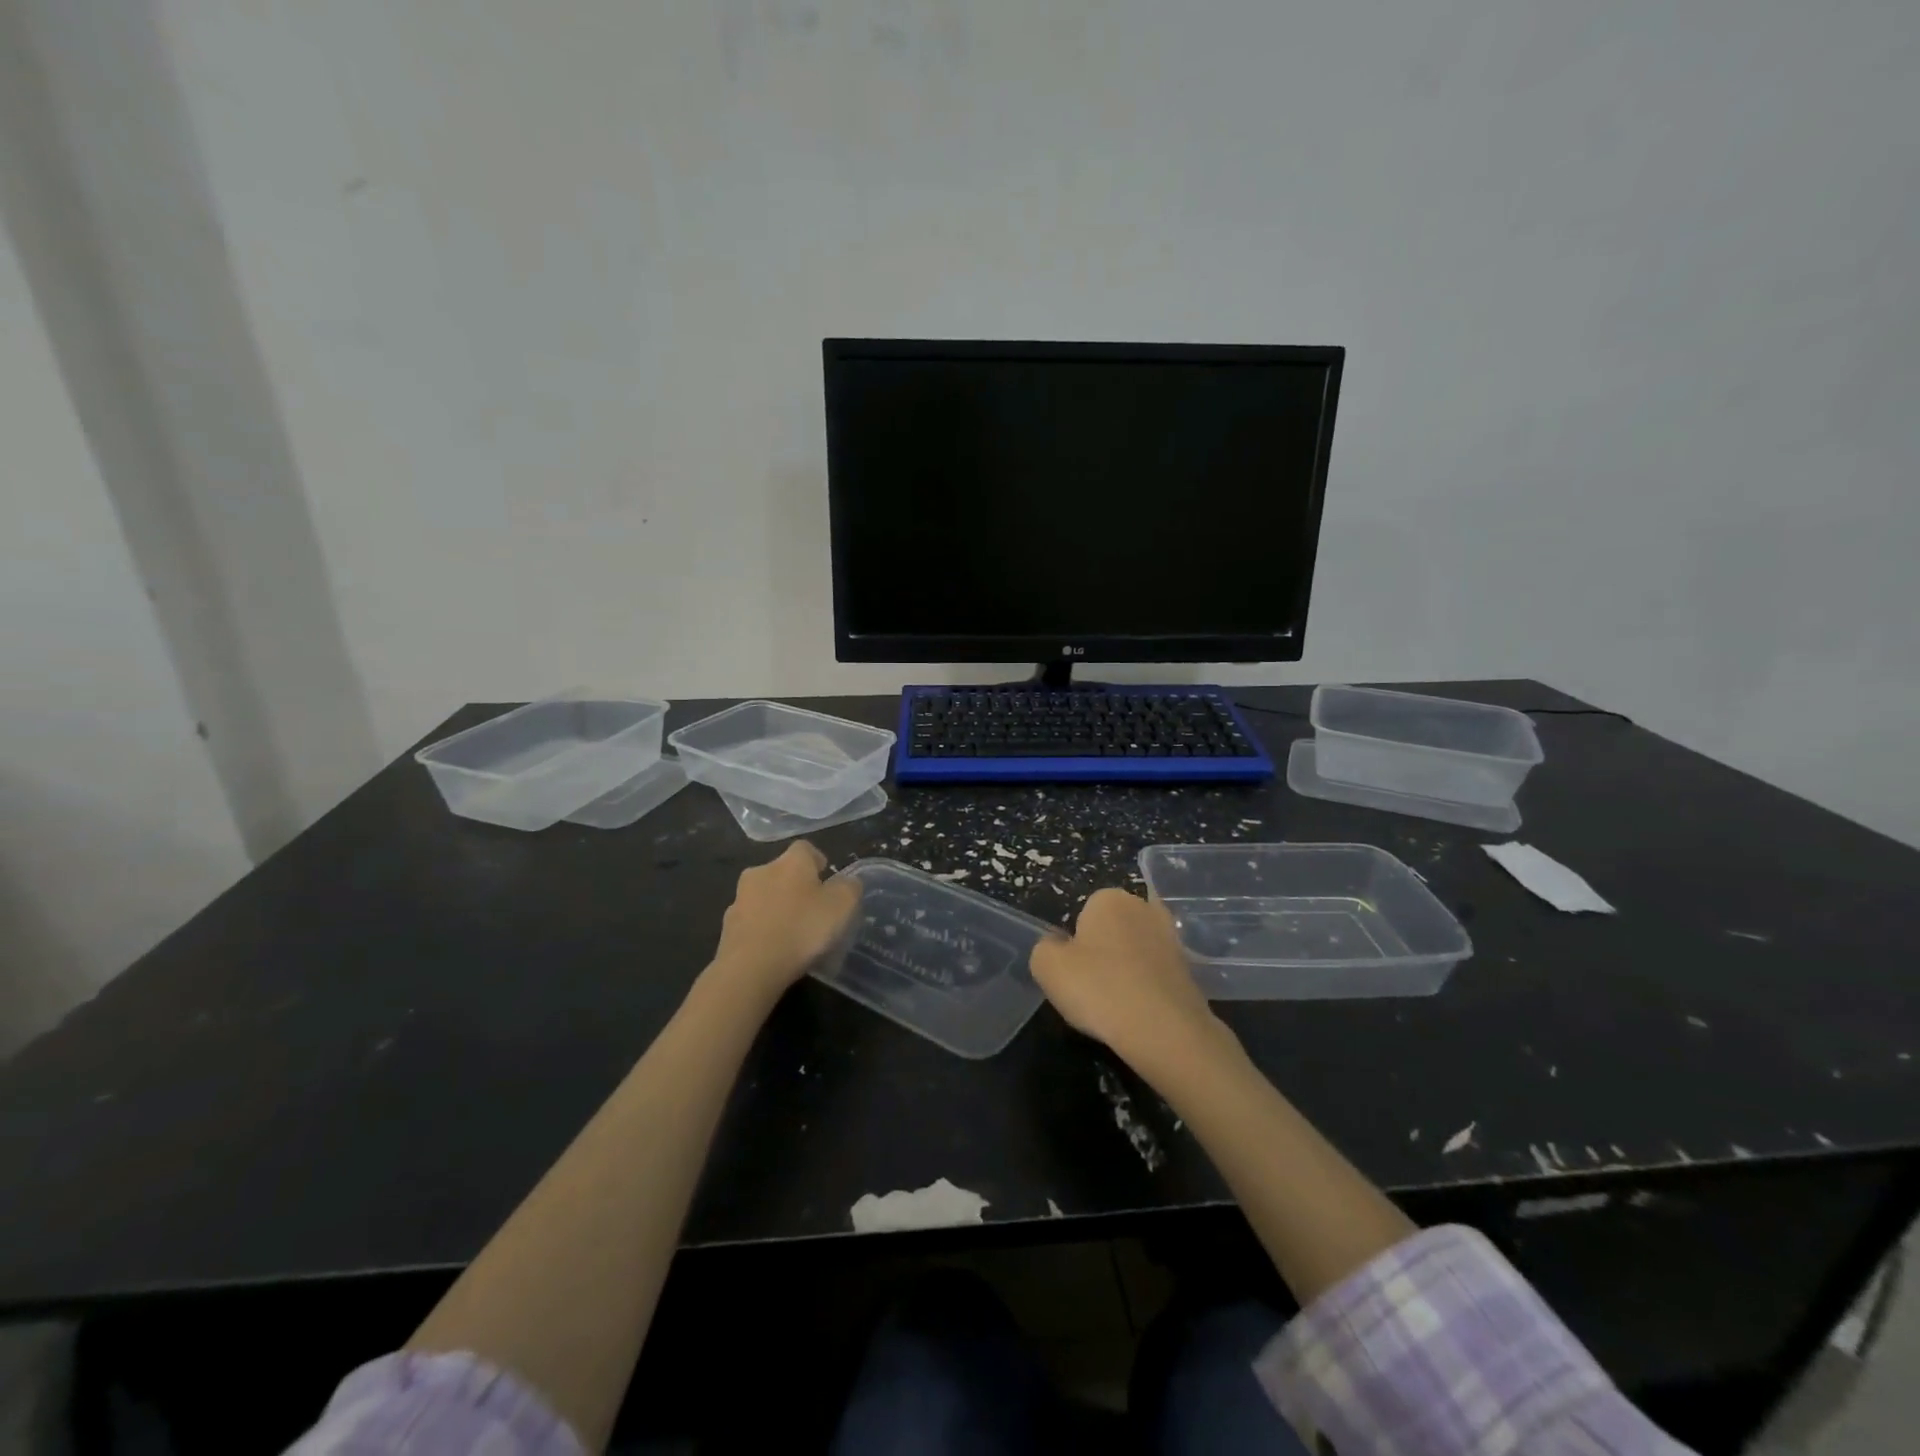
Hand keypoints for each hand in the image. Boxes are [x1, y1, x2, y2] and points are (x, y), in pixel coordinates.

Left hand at [710, 841, 861, 1004]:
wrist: (750, 967)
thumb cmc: (802, 928)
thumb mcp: (842, 906)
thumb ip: (849, 888)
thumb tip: (847, 882)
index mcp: (791, 861)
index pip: (805, 848)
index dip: (818, 862)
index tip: (828, 881)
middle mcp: (761, 871)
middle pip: (782, 872)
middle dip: (796, 886)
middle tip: (813, 909)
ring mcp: (740, 898)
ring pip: (764, 896)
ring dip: (777, 907)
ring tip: (792, 933)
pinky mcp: (727, 926)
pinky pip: (751, 921)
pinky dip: (763, 929)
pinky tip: (774, 949)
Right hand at [1030, 888, 1226, 1076]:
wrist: (1165, 1031)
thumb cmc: (1099, 989)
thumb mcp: (1047, 967)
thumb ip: (1044, 948)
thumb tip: (1057, 946)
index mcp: (1109, 898)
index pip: (1083, 915)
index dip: (1075, 946)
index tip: (1076, 973)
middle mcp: (1144, 907)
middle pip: (1112, 930)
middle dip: (1104, 953)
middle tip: (1094, 989)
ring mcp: (1172, 937)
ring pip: (1136, 952)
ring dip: (1127, 971)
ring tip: (1118, 1007)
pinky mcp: (1190, 968)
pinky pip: (1156, 974)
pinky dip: (1148, 989)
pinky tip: (1140, 1014)